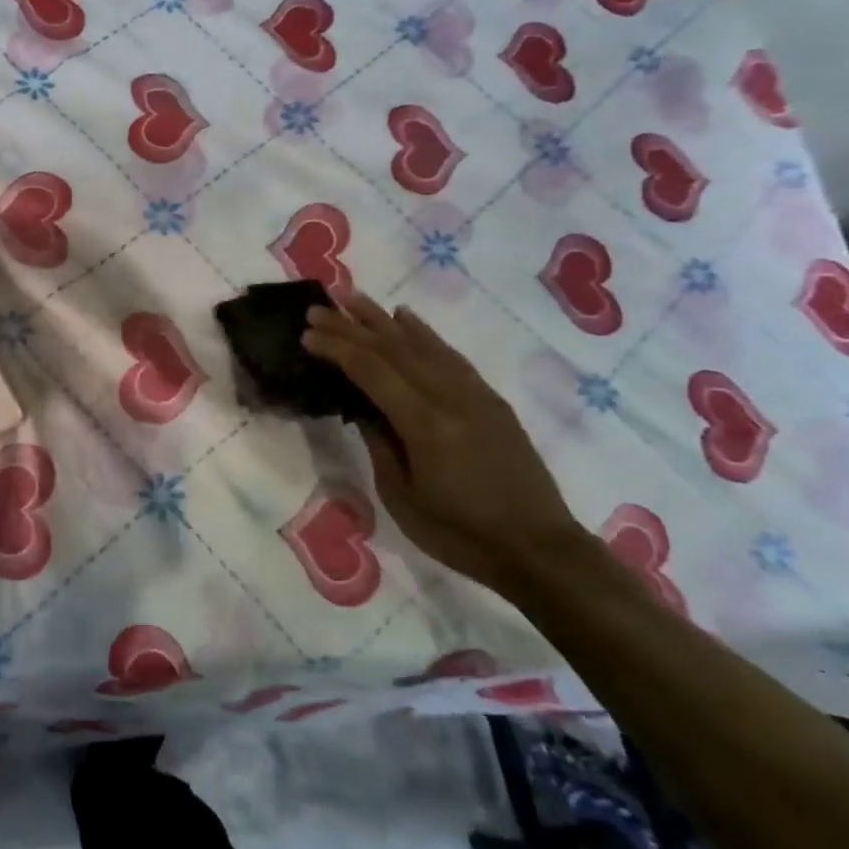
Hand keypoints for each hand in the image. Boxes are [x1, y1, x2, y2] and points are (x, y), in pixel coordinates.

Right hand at [302, 291, 587, 596]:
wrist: (540, 550)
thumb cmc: (461, 535)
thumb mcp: (402, 497)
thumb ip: (380, 444)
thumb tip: (362, 407)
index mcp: (425, 425)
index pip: (372, 371)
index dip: (337, 349)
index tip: (307, 334)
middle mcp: (450, 397)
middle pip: (393, 349)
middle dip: (351, 326)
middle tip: (319, 308)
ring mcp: (474, 394)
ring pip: (422, 344)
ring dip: (383, 319)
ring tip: (353, 299)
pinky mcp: (490, 400)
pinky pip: (450, 355)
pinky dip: (424, 333)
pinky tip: (406, 318)